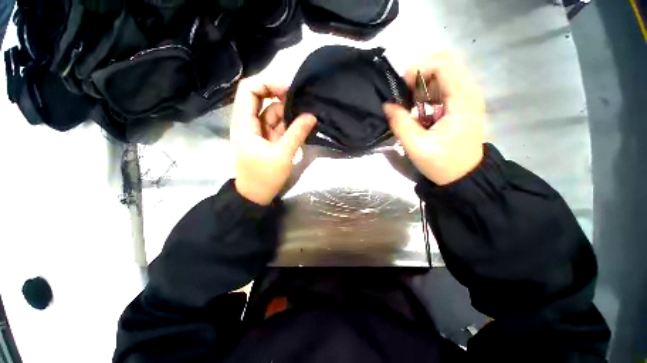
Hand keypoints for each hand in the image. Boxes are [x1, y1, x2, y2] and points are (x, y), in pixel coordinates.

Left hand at [231, 78, 316, 204]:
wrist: (256, 196)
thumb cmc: (264, 177)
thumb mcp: (282, 155)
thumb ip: (297, 133)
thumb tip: (311, 116)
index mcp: (244, 123)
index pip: (249, 90)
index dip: (267, 83)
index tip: (288, 88)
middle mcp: (249, 123)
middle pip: (261, 98)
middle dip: (281, 97)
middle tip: (301, 101)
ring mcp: (259, 131)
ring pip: (273, 112)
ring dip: (289, 113)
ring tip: (306, 116)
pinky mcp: (268, 138)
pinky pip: (279, 125)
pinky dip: (290, 123)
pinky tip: (302, 125)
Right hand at [383, 53, 484, 185]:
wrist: (464, 177)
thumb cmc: (442, 164)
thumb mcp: (416, 146)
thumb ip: (400, 123)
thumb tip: (387, 105)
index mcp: (462, 101)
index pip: (444, 64)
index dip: (419, 69)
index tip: (402, 88)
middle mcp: (469, 93)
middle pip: (445, 63)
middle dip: (420, 75)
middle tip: (406, 95)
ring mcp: (467, 98)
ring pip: (445, 73)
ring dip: (423, 85)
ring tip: (412, 104)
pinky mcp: (463, 104)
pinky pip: (445, 86)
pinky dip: (428, 92)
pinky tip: (421, 108)